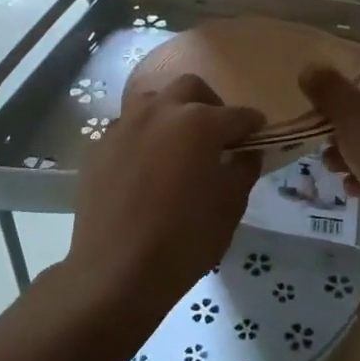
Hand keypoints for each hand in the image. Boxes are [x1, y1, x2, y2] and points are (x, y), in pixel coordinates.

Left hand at [68, 74, 262, 315]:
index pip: (237, 115)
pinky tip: (148, 166)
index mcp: (199, 122)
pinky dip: (146, 135)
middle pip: (191, 88)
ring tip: (179, 144)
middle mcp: (160, 111)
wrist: (115, 272)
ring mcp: (125, 125)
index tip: (259, 136)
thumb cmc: (184, 240)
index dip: (253, 126)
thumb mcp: (230, 206)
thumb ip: (243, 169)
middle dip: (211, 104)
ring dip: (173, 112)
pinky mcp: (100, 146)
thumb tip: (246, 152)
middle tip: (218, 135)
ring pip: (154, 100)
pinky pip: (130, 127)